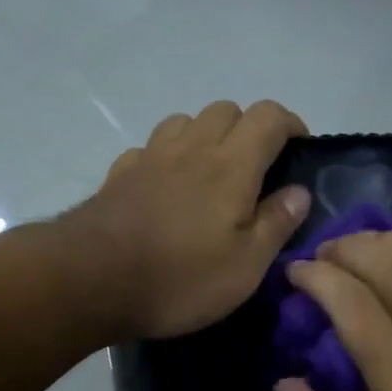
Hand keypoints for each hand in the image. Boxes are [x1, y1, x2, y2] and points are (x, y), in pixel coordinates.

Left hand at [66, 101, 310, 340]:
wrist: (92, 281)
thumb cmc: (180, 279)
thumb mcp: (245, 267)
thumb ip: (276, 224)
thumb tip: (299, 191)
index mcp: (231, 167)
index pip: (268, 117)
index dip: (289, 124)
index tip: (298, 148)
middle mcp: (191, 149)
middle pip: (226, 109)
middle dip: (247, 128)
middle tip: (255, 169)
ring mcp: (150, 158)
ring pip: (185, 121)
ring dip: (204, 135)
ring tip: (209, 174)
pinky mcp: (119, 174)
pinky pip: (149, 148)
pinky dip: (166, 157)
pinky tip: (165, 186)